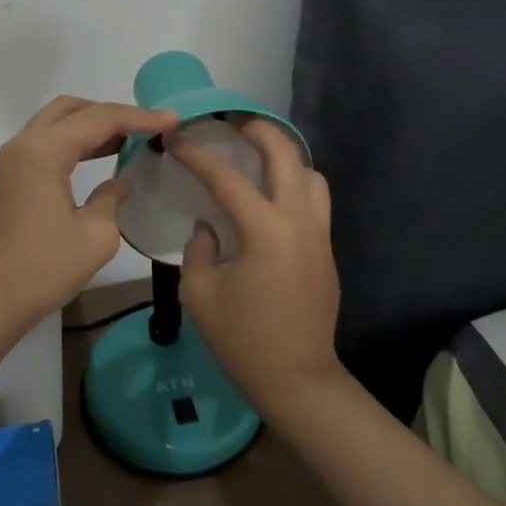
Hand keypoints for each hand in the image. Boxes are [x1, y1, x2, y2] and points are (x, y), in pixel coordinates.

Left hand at [0, 96, 178, 331]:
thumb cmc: (41, 270)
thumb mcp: (94, 237)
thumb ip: (112, 199)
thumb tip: (119, 182)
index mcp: (43, 152)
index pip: (99, 119)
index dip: (139, 117)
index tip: (173, 120)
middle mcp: (24, 145)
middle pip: (71, 109)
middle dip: (111, 113)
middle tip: (146, 127)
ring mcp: (13, 160)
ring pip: (57, 122)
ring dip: (92, 125)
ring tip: (130, 139)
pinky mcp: (11, 177)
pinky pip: (47, 142)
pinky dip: (75, 141)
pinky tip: (101, 157)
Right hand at [172, 119, 341, 407]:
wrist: (298, 382)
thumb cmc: (243, 341)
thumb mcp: (200, 295)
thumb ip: (199, 249)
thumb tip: (209, 226)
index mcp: (266, 231)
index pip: (227, 179)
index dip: (198, 155)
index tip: (178, 138)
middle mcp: (299, 222)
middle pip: (286, 156)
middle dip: (259, 131)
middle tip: (232, 123)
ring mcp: (319, 235)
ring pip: (311, 175)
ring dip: (285, 158)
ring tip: (257, 159)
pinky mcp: (326, 251)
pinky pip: (315, 201)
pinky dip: (295, 184)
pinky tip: (271, 198)